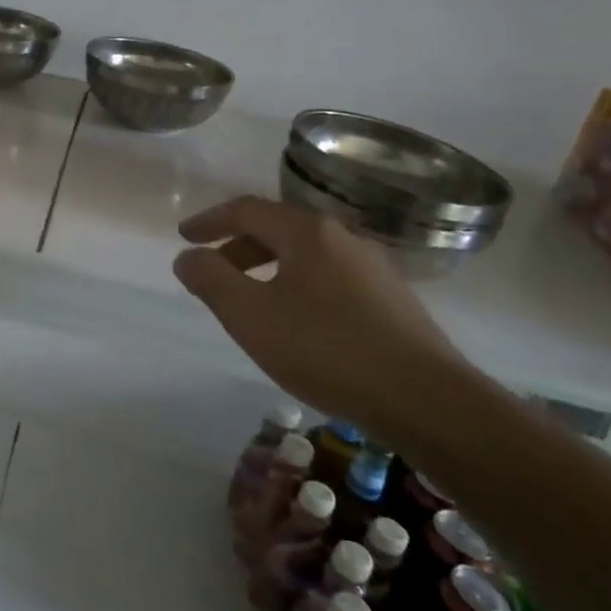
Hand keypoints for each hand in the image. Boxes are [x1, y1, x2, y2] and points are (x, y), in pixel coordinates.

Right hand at [173, 197, 482, 445]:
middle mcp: (343, 238)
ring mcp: (373, 269)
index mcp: (308, 232)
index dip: (210, 221)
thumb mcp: (250, 315)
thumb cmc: (326, 349)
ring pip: (305, 256)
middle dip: (237, 247)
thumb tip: (187, 257)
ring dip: (267, 268)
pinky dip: (296, 286)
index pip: (247, 210)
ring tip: (249, 301)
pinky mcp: (391, 301)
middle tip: (210, 272)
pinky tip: (296, 323)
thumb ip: (210, 280)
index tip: (184, 236)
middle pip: (278, 229)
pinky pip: (328, 278)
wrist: (427, 401)